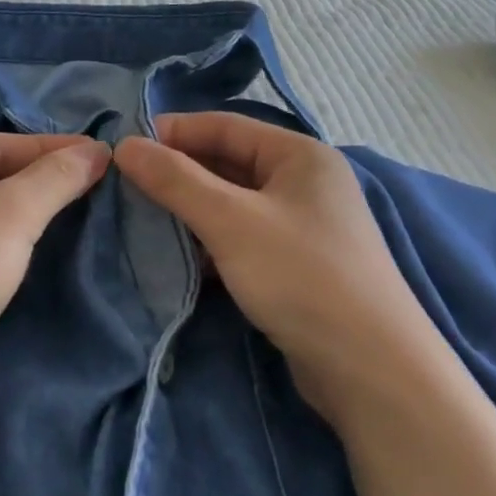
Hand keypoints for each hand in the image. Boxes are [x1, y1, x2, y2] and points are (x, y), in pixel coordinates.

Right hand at [114, 113, 436, 421]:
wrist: (371, 370)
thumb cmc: (300, 276)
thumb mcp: (230, 221)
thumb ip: (175, 180)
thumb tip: (125, 145)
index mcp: (300, 155)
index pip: (225, 126)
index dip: (173, 132)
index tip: (125, 150)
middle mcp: (305, 183)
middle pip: (229, 163)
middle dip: (179, 174)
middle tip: (126, 188)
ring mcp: (304, 226)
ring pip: (233, 204)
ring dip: (191, 210)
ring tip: (144, 221)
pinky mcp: (297, 266)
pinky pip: (243, 238)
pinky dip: (211, 241)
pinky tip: (180, 257)